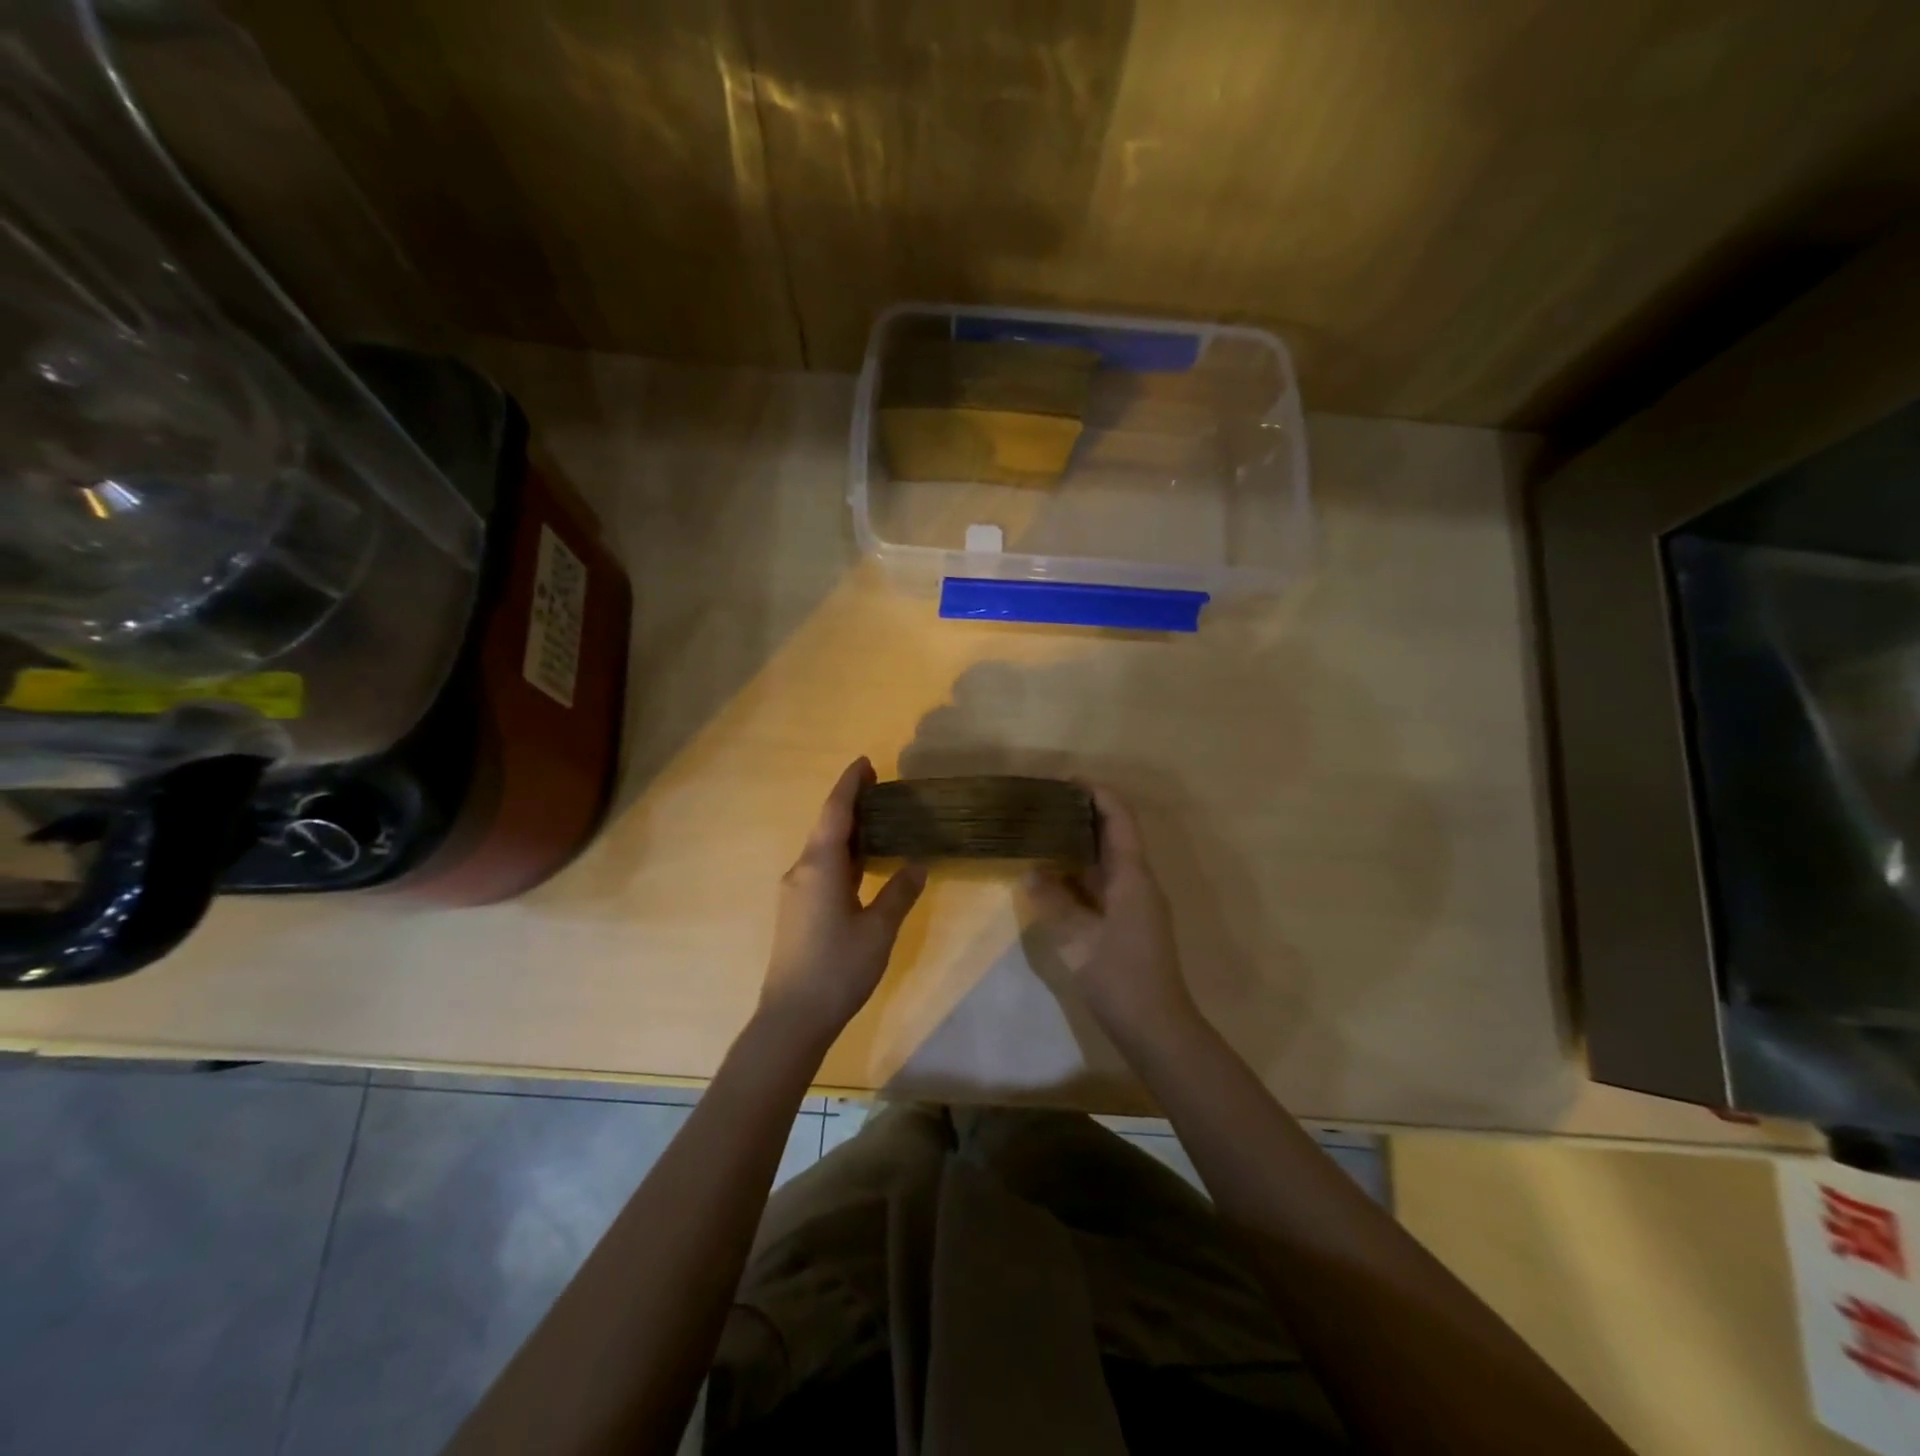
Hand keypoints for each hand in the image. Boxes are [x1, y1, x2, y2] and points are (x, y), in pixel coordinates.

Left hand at [758, 758, 926, 1047]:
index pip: (835, 812)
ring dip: (847, 831)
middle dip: (851, 804)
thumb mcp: (879, 929)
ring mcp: (796, 891)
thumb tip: (917, 864)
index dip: (850, 784)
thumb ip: (899, 893)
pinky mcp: (797, 910)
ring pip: (823, 848)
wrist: (792, 1017)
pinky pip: (821, 868)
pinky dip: (842, 855)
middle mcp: (802, 870)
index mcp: (820, 866)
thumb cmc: (838, 968)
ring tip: (878, 820)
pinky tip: (862, 863)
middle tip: (880, 788)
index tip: (865, 762)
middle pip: (827, 826)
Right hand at [1024, 785, 1198, 1047]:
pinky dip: (1080, 873)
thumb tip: (1032, 873)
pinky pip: (1103, 883)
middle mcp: (1138, 881)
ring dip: (1080, 844)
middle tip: (1045, 806)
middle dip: (1084, 814)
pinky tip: (1054, 877)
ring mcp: (1136, 903)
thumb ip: (1054, 901)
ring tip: (1043, 834)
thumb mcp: (1078, 938)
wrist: (1156, 1027)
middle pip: (1115, 834)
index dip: (1098, 793)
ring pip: (1108, 860)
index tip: (1067, 780)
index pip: (1120, 818)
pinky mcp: (1129, 922)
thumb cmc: (1120, 976)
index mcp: (1133, 875)